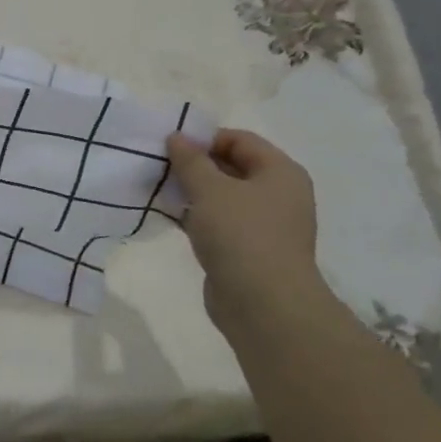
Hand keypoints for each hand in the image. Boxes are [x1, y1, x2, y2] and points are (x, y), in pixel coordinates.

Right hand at [166, 128, 325, 333]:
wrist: (263, 304)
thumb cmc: (241, 235)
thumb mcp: (210, 190)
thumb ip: (190, 161)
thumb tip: (177, 137)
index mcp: (280, 172)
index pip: (240, 140)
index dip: (204, 138)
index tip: (170, 147)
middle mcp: (278, 194)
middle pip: (232, 167)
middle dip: (196, 165)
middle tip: (160, 167)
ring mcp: (265, 224)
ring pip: (224, 196)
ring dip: (193, 192)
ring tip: (160, 191)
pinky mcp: (249, 250)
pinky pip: (220, 222)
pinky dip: (197, 217)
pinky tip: (171, 217)